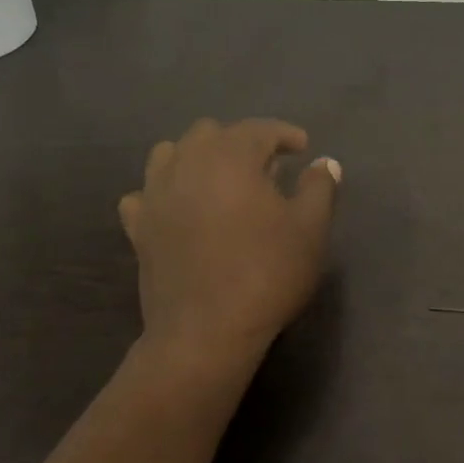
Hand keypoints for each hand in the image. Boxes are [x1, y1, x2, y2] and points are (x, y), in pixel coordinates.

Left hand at [118, 119, 340, 365]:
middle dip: (240, 142)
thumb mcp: (310, 230)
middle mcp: (187, 164)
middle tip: (266, 168)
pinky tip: (180, 208)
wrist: (205, 332)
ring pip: (170, 153)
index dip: (285, 134)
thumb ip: (319, 188)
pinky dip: (164, 192)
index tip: (303, 149)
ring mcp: (155, 195)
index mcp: (231, 157)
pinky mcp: (138, 227)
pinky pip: (145, 193)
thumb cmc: (266, 275)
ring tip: (220, 181)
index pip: (259, 129)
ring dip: (198, 157)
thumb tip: (325, 162)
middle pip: (210, 132)